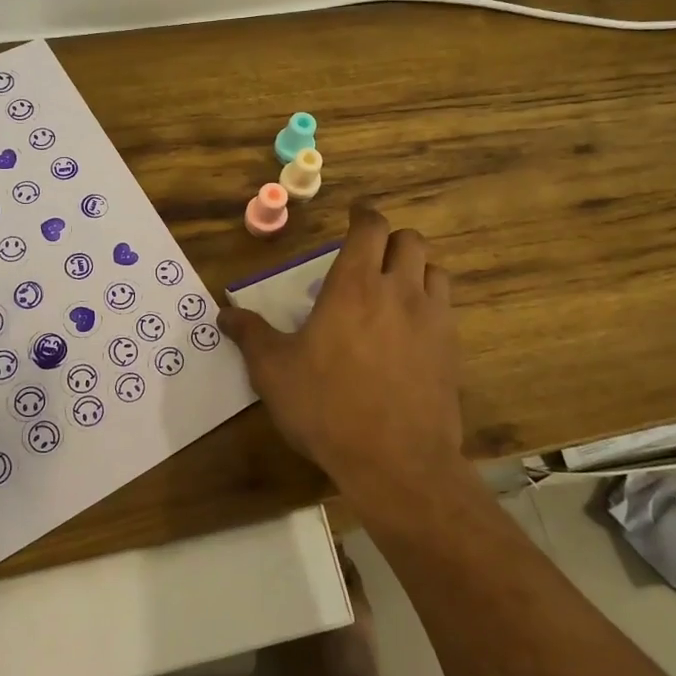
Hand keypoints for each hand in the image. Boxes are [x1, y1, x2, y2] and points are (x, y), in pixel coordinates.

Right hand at [220, 205, 465, 510]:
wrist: (396, 461)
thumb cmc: (327, 407)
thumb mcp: (274, 372)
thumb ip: (250, 335)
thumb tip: (224, 313)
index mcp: (354, 285)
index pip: (370, 227)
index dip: (363, 214)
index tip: (354, 215)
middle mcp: (398, 290)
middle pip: (409, 240)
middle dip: (389, 240)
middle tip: (369, 256)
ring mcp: (432, 318)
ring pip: (433, 269)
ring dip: (415, 268)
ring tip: (395, 287)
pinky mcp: (451, 348)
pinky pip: (446, 306)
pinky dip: (430, 301)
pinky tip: (412, 328)